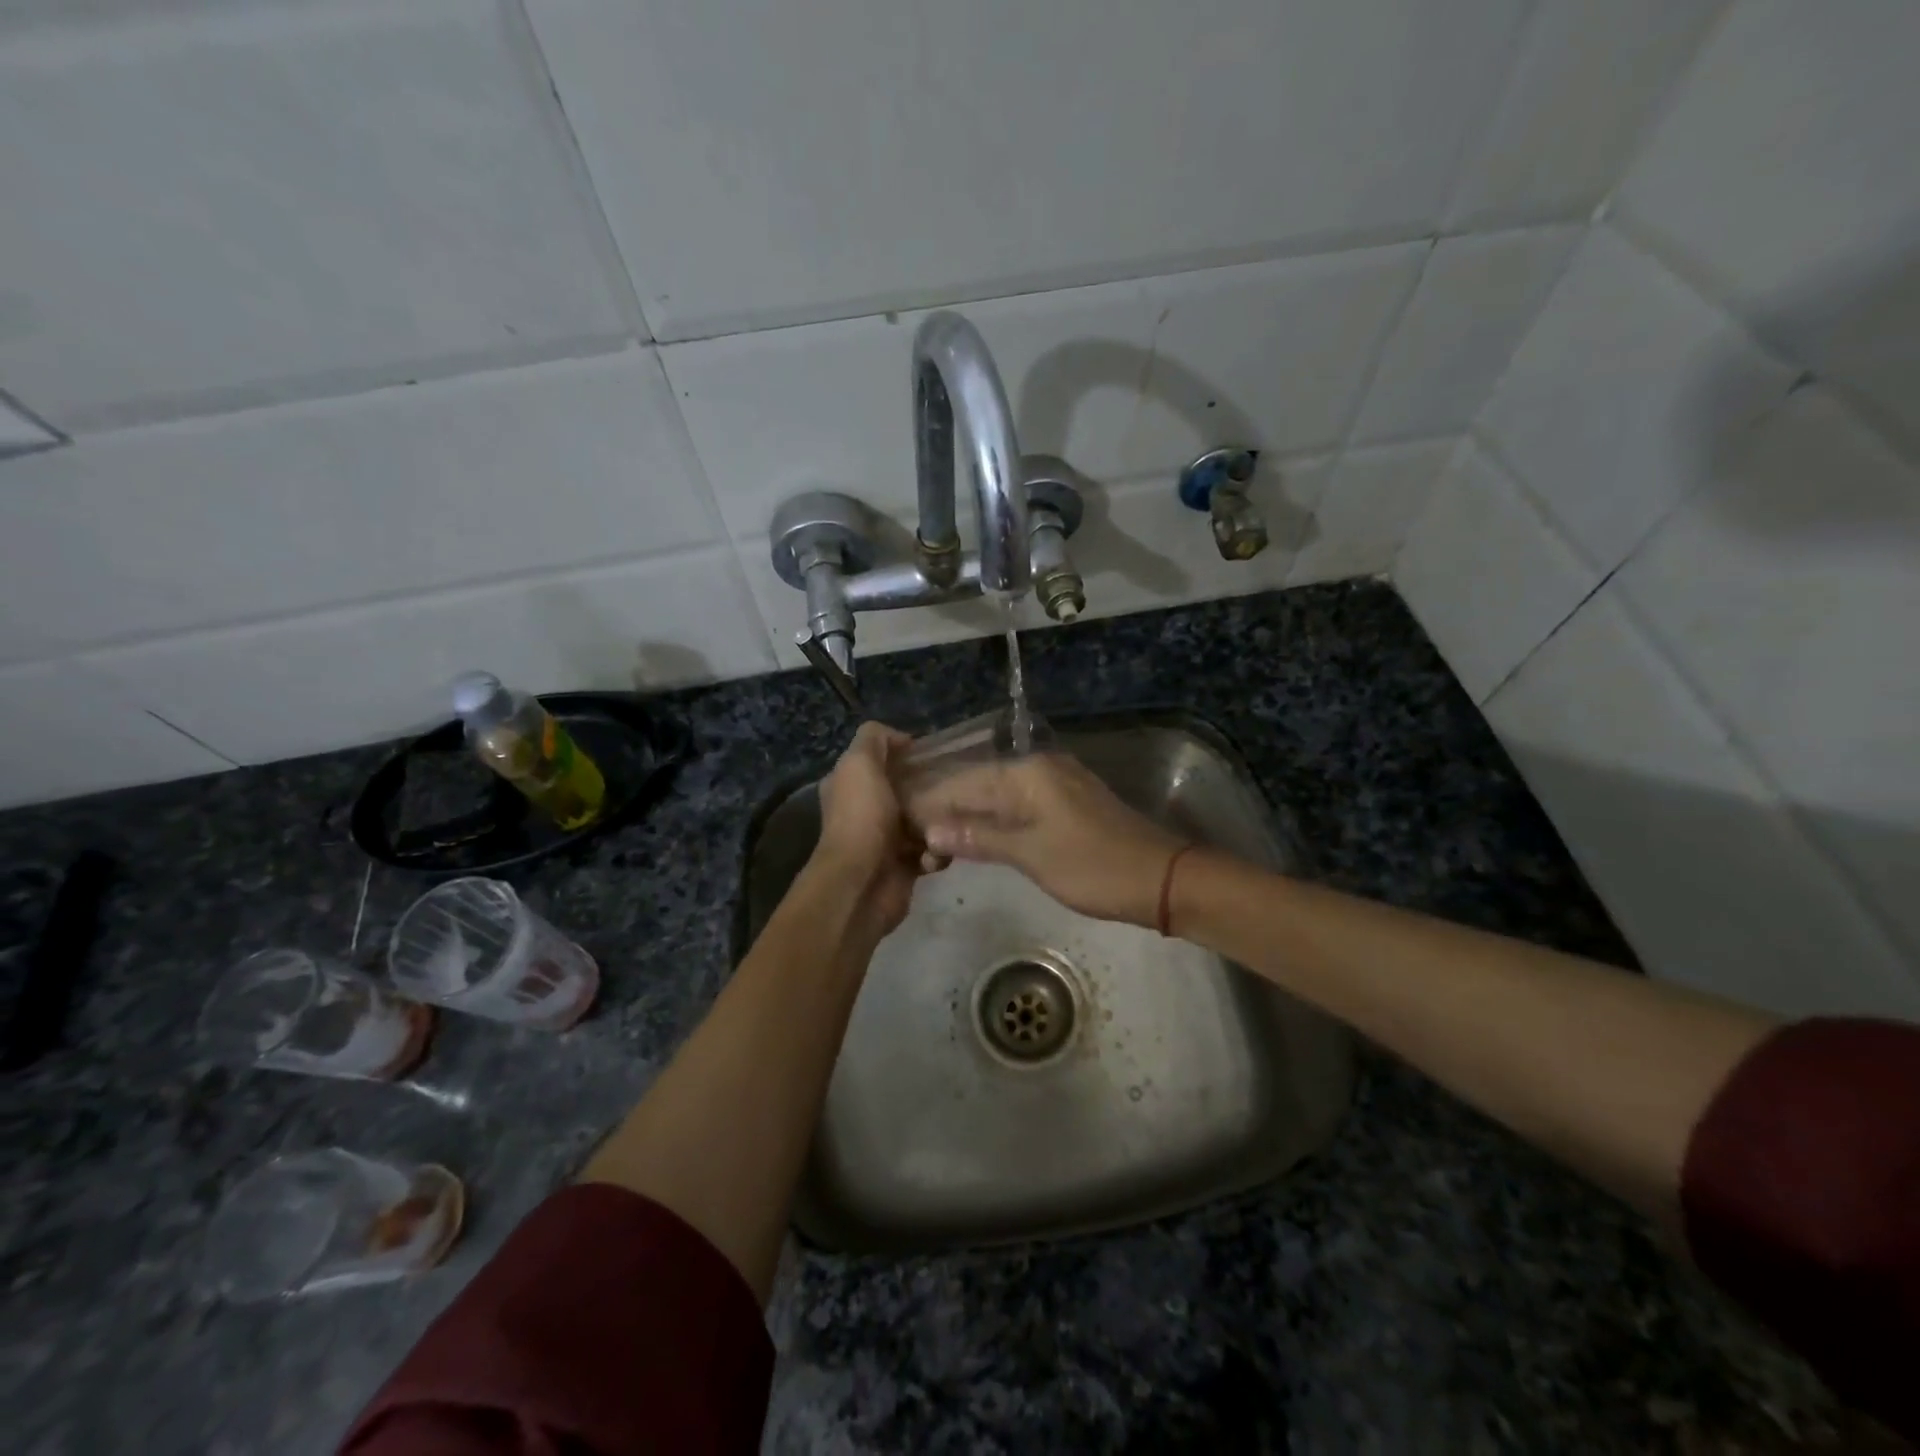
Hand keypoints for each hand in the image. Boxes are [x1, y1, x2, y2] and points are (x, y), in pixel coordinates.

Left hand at [811, 721, 935, 939]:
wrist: (863, 883)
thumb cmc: (862, 818)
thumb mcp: (860, 763)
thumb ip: (874, 738)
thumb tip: (901, 739)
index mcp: (850, 784)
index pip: (880, 760)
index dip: (904, 754)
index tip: (932, 755)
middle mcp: (865, 810)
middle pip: (907, 790)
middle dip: (930, 790)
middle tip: (953, 788)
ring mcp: (885, 840)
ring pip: (924, 821)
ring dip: (938, 823)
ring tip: (947, 824)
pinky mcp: (904, 866)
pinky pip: (932, 851)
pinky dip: (937, 852)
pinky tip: (936, 853)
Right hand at [912, 753, 1184, 926]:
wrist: (1161, 879)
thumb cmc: (1093, 867)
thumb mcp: (1031, 854)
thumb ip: (979, 837)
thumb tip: (930, 828)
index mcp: (1027, 773)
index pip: (962, 781)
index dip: (929, 803)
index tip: (897, 822)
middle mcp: (1039, 768)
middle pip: (978, 784)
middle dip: (945, 810)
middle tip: (910, 837)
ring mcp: (1055, 784)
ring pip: (997, 796)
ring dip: (968, 818)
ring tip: (933, 841)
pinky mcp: (1067, 804)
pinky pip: (1017, 806)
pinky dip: (994, 822)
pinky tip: (976, 839)